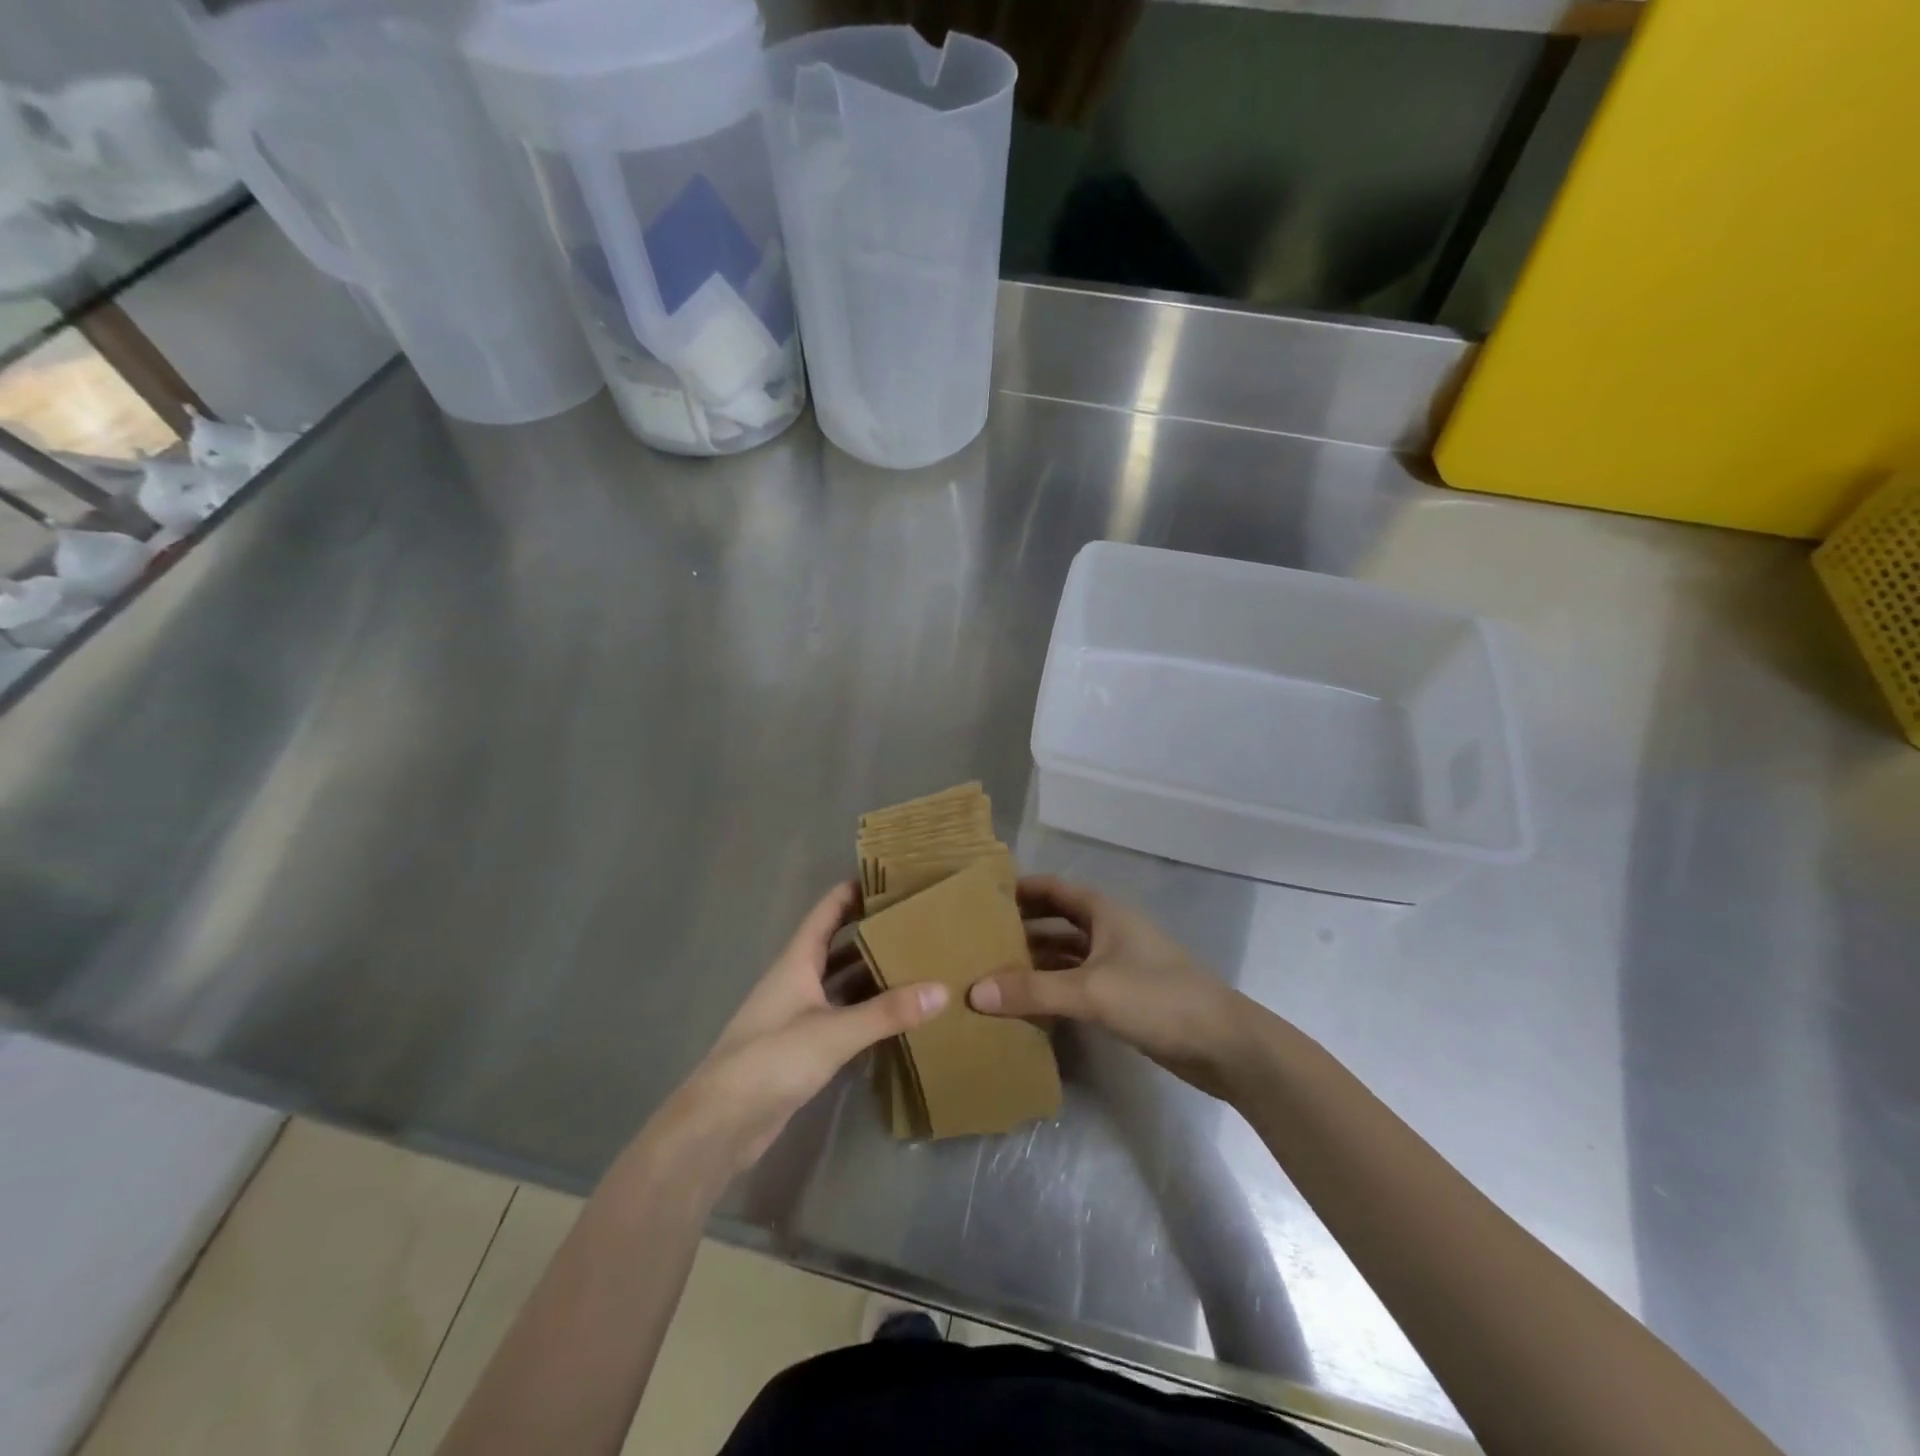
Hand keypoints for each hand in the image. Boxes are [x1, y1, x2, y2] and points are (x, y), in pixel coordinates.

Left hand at [650, 882, 948, 1178]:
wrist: (722, 1123)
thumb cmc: (771, 1059)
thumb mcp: (833, 1031)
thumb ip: (887, 1012)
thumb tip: (942, 989)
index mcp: (797, 961)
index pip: (826, 912)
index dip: (852, 891)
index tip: (889, 877)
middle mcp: (797, 981)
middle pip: (838, 945)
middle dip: (872, 932)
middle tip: (916, 922)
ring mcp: (799, 1015)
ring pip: (842, 983)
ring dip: (872, 973)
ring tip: (917, 963)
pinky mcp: (804, 1047)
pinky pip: (843, 1016)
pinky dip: (867, 1011)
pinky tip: (897, 1014)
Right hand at [969, 876, 1254, 1098]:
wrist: (1224, 1044)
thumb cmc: (1158, 998)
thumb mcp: (1091, 991)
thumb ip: (1033, 991)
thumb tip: (974, 991)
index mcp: (1104, 913)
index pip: (1053, 889)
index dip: (1019, 888)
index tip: (980, 896)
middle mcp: (1109, 931)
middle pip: (1056, 920)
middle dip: (1021, 927)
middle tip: (976, 939)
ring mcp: (1118, 964)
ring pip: (1066, 954)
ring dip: (1035, 960)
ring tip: (992, 971)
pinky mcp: (1124, 996)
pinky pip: (1077, 982)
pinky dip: (1052, 987)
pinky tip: (1027, 1003)